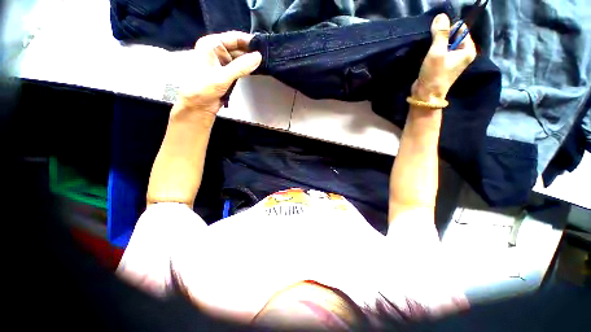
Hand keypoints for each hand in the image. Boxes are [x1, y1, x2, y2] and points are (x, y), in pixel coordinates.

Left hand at [176, 31, 261, 114]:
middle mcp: (217, 52)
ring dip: (251, 63)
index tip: (264, 46)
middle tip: (268, 58)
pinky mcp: (227, 75)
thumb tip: (258, 57)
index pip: (234, 38)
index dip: (249, 41)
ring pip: (240, 60)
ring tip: (266, 64)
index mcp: (211, 45)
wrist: (197, 107)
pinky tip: (257, 71)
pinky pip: (240, 69)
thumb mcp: (222, 76)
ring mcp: (223, 64)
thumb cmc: (203, 89)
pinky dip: (248, 71)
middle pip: (239, 49)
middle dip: (252, 53)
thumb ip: (241, 67)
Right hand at [412, 14, 476, 102]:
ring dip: (435, 45)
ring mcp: (452, 60)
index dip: (448, 30)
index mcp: (468, 50)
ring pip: (444, 44)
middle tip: (432, 46)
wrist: (425, 95)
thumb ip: (440, 33)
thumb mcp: (437, 52)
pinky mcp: (442, 65)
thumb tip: (441, 15)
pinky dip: (432, 51)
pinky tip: (426, 56)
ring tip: (428, 53)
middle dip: (441, 38)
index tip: (437, 37)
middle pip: (452, 36)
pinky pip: (439, 51)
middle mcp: (462, 53)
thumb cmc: (434, 74)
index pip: (461, 29)